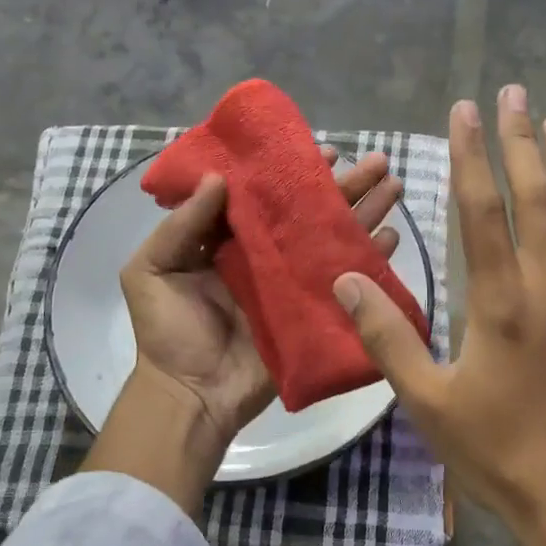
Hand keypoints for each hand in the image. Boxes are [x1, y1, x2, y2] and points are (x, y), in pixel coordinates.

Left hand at [83, 149, 403, 511]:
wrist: (191, 395)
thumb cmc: (168, 331)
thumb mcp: (151, 270)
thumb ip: (182, 224)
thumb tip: (221, 178)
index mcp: (230, 239)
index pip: (268, 194)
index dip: (295, 171)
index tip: (325, 151)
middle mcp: (267, 254)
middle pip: (311, 212)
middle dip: (346, 185)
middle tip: (378, 162)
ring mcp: (293, 283)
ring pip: (333, 239)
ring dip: (365, 213)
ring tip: (394, 186)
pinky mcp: (312, 312)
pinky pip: (345, 281)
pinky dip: (369, 260)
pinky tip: (392, 237)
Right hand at [333, 86, 545, 545]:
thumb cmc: (501, 455)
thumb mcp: (429, 403)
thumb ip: (387, 337)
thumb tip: (346, 282)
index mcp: (501, 303)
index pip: (481, 209)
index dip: (471, 155)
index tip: (465, 111)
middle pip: (538, 197)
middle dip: (522, 140)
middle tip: (515, 92)